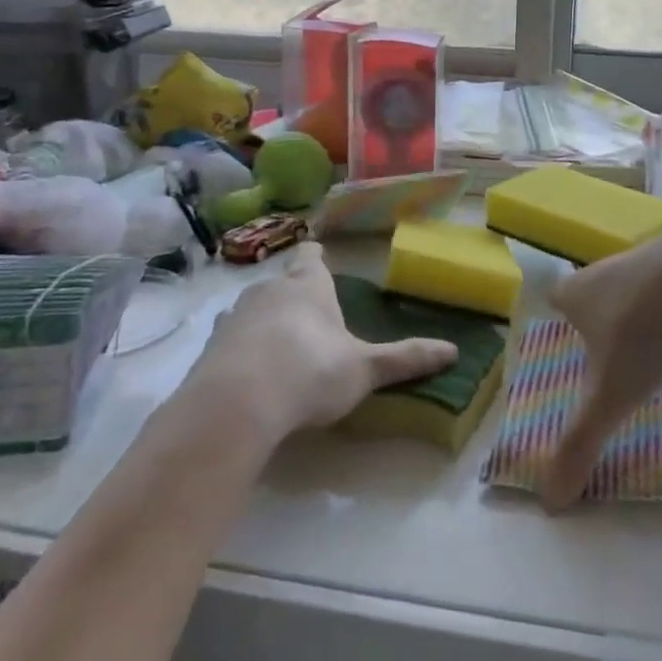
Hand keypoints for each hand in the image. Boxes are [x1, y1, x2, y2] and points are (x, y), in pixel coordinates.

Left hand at [186, 243, 457, 443]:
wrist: (235, 405)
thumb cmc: (310, 371)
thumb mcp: (364, 369)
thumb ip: (405, 359)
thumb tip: (453, 351)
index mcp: (308, 285)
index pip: (310, 255)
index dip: (316, 256)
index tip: (320, 257)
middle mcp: (268, 291)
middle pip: (282, 283)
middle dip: (296, 297)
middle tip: (313, 321)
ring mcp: (233, 318)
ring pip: (254, 311)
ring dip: (266, 324)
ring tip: (283, 351)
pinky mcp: (208, 349)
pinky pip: (231, 341)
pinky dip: (242, 352)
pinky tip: (252, 378)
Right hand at [544, 222, 661, 506]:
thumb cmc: (642, 334)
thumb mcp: (610, 397)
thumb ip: (580, 444)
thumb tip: (550, 501)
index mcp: (577, 294)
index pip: (557, 299)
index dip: (561, 318)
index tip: (572, 343)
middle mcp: (605, 268)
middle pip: (595, 289)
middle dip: (602, 315)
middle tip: (615, 350)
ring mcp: (648, 256)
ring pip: (634, 282)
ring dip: (641, 305)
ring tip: (655, 340)